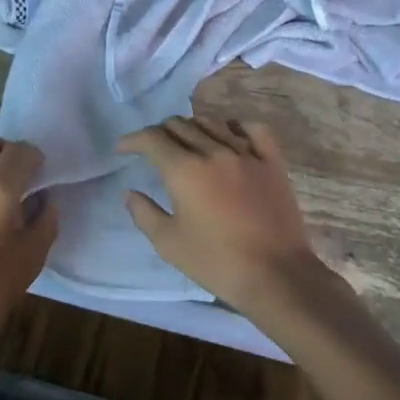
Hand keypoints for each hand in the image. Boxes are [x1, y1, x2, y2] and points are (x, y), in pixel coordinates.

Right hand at [118, 116, 351, 326]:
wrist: (276, 275)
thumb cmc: (216, 262)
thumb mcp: (168, 243)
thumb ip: (144, 213)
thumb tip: (130, 192)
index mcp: (184, 170)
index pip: (152, 138)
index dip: (133, 140)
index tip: (123, 149)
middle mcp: (214, 152)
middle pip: (180, 125)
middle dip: (159, 133)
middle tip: (153, 150)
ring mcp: (247, 154)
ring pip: (213, 123)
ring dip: (192, 128)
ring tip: (187, 143)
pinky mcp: (273, 163)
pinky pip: (255, 130)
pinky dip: (237, 126)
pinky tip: (230, 135)